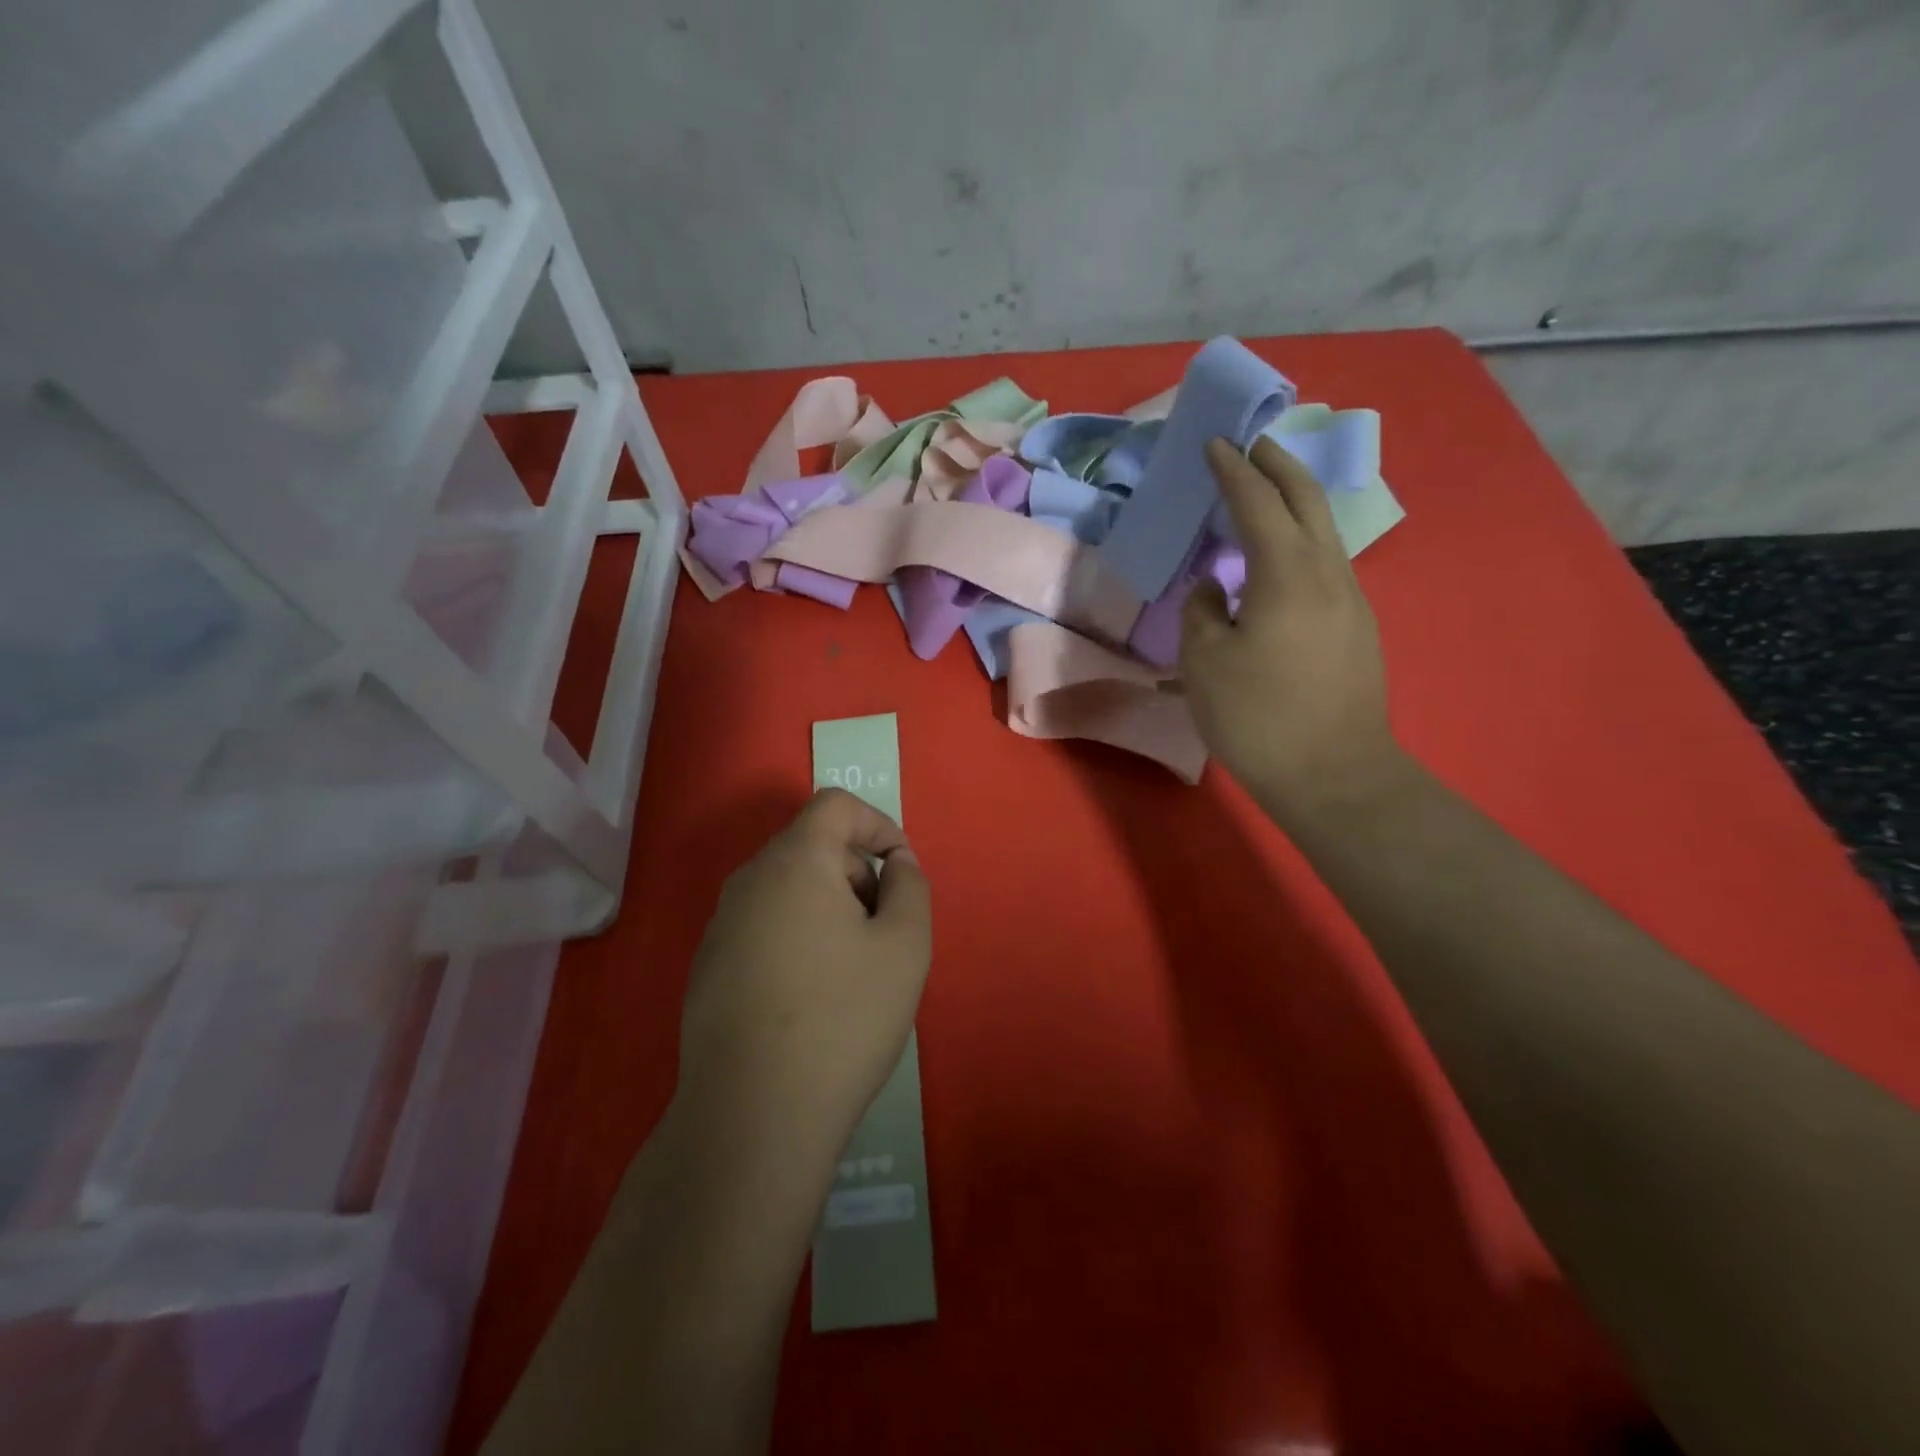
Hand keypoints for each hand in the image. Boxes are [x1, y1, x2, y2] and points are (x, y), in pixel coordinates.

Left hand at [678, 789, 932, 1154]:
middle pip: (812, 846)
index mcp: (793, 862)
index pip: (835, 806)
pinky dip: (799, 936)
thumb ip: (910, 886)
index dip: (878, 824)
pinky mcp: (708, 967)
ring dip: (831, 907)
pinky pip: (764, 925)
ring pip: (788, 889)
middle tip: (885, 930)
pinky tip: (812, 998)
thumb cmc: (842, 1019)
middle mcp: (748, 881)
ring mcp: (721, 926)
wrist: (752, 1116)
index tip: (902, 871)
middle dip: (858, 873)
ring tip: (855, 969)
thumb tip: (895, 863)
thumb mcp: (905, 945)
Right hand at [1181, 436, 1407, 821]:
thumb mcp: (1204, 662)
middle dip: (1278, 466)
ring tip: (1263, 499)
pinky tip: (1278, 564)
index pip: (1257, 502)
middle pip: (1307, 500)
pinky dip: (1300, 542)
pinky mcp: (1358, 628)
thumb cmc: (1258, 716)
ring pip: (1323, 531)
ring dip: (1293, 503)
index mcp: (1287, 572)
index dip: (1233, 470)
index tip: (1215, 444)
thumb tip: (1214, 589)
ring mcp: (1352, 600)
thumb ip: (1202, 611)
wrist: (1334, 775)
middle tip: (1251, 447)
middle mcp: (1329, 572)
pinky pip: (1326, 564)